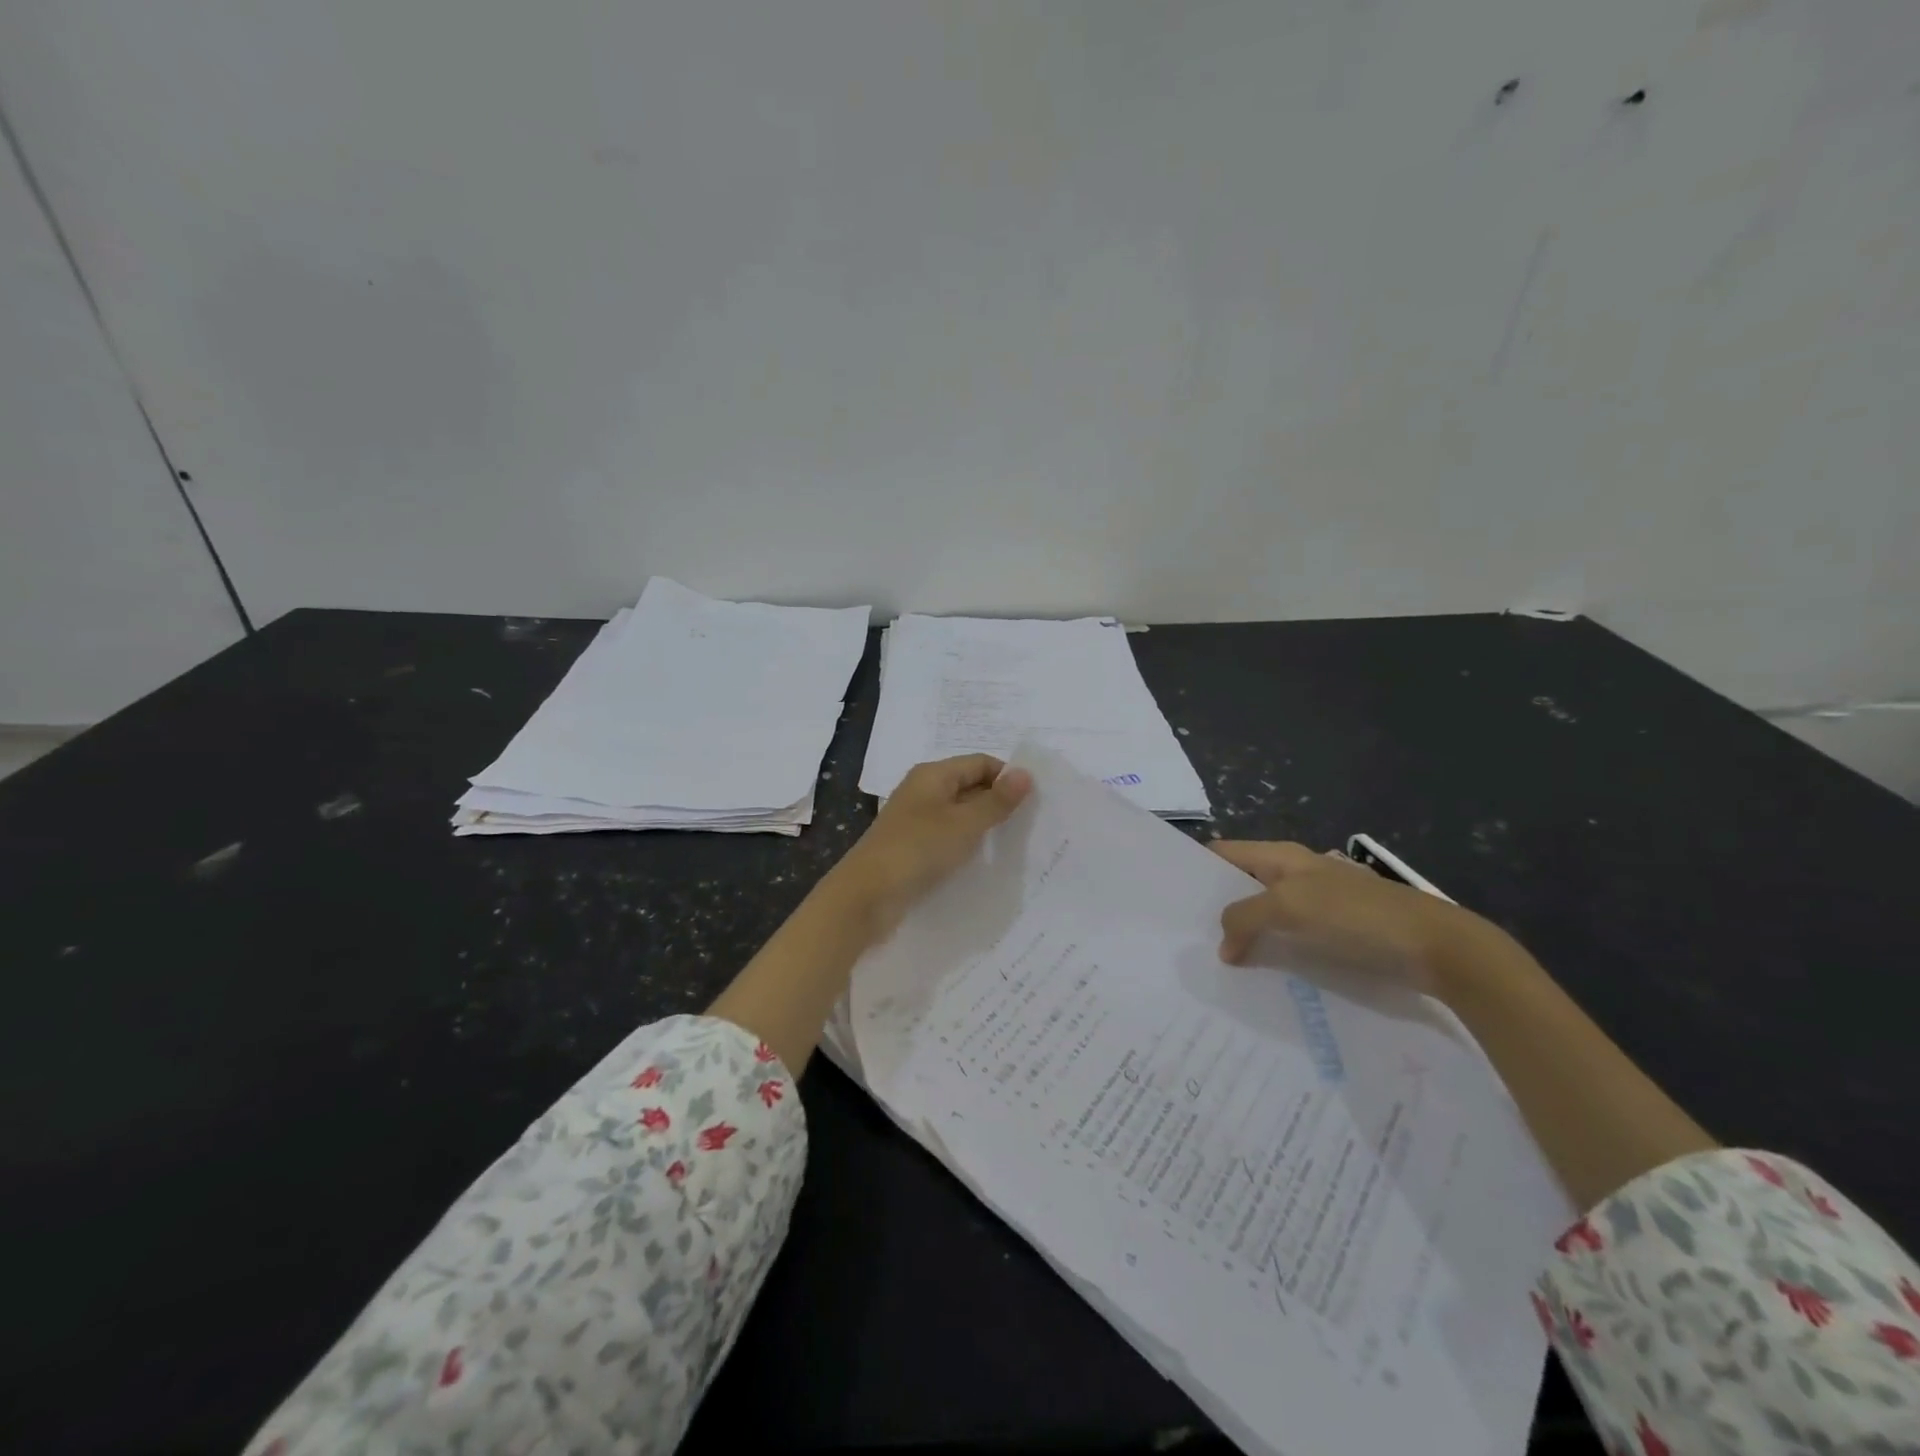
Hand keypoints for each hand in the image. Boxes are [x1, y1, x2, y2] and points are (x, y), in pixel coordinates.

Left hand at [829, 755, 1033, 935]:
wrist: (866, 896)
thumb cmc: (918, 850)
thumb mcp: (964, 824)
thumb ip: (996, 801)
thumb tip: (1026, 773)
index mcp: (932, 774)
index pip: (980, 763)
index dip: (1008, 777)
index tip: (1037, 801)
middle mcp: (923, 791)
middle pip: (970, 786)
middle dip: (999, 801)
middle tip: (1033, 823)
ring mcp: (916, 820)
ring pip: (960, 814)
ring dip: (984, 825)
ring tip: (1015, 842)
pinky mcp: (914, 847)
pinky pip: (948, 837)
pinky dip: (967, 843)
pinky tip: (985, 860)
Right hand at [1210, 840, 1491, 994]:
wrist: (1437, 948)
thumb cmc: (1357, 917)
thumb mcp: (1290, 909)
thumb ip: (1245, 918)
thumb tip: (1223, 945)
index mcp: (1283, 857)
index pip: (1225, 853)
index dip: (1197, 869)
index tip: (1170, 898)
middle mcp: (1296, 875)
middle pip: (1243, 885)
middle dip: (1216, 908)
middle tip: (1186, 940)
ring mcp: (1318, 905)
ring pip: (1266, 915)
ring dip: (1244, 935)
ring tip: (1215, 964)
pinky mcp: (1337, 934)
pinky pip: (1291, 939)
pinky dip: (1273, 952)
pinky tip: (1261, 977)